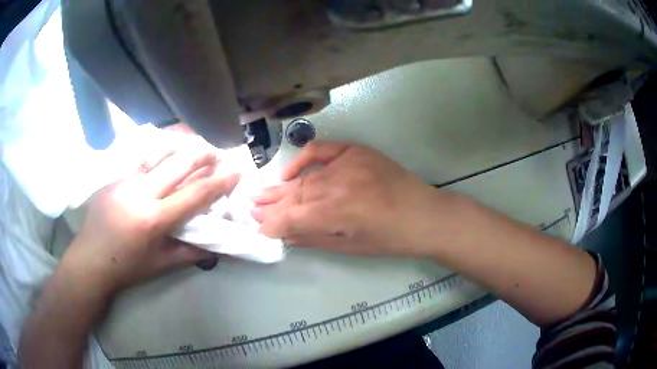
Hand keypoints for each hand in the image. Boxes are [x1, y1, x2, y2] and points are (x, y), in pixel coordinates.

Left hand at [62, 148, 240, 295]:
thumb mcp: (162, 265)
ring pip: (157, 155)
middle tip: (215, 153)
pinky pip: (141, 162)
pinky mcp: (114, 177)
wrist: (91, 259)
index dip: (218, 183)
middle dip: (201, 155)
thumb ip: (191, 253)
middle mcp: (140, 194)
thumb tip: (218, 246)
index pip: (194, 196)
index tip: (236, 171)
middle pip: (177, 164)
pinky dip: (157, 155)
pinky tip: (163, 154)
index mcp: (153, 220)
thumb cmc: (128, 267)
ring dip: (179, 147)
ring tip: (192, 144)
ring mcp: (125, 181)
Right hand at [252, 142, 446, 255]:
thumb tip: (284, 235)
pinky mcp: (357, 152)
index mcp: (335, 212)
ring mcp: (346, 163)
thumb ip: (312, 238)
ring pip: (304, 178)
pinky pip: (322, 151)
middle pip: (294, 195)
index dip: (272, 224)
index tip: (259, 229)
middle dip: (271, 205)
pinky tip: (290, 171)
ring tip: (259, 194)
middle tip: (251, 209)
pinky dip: (303, 159)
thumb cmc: (389, 239)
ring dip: (281, 187)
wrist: (424, 214)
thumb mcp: (349, 247)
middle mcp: (336, 184)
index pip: (290, 217)